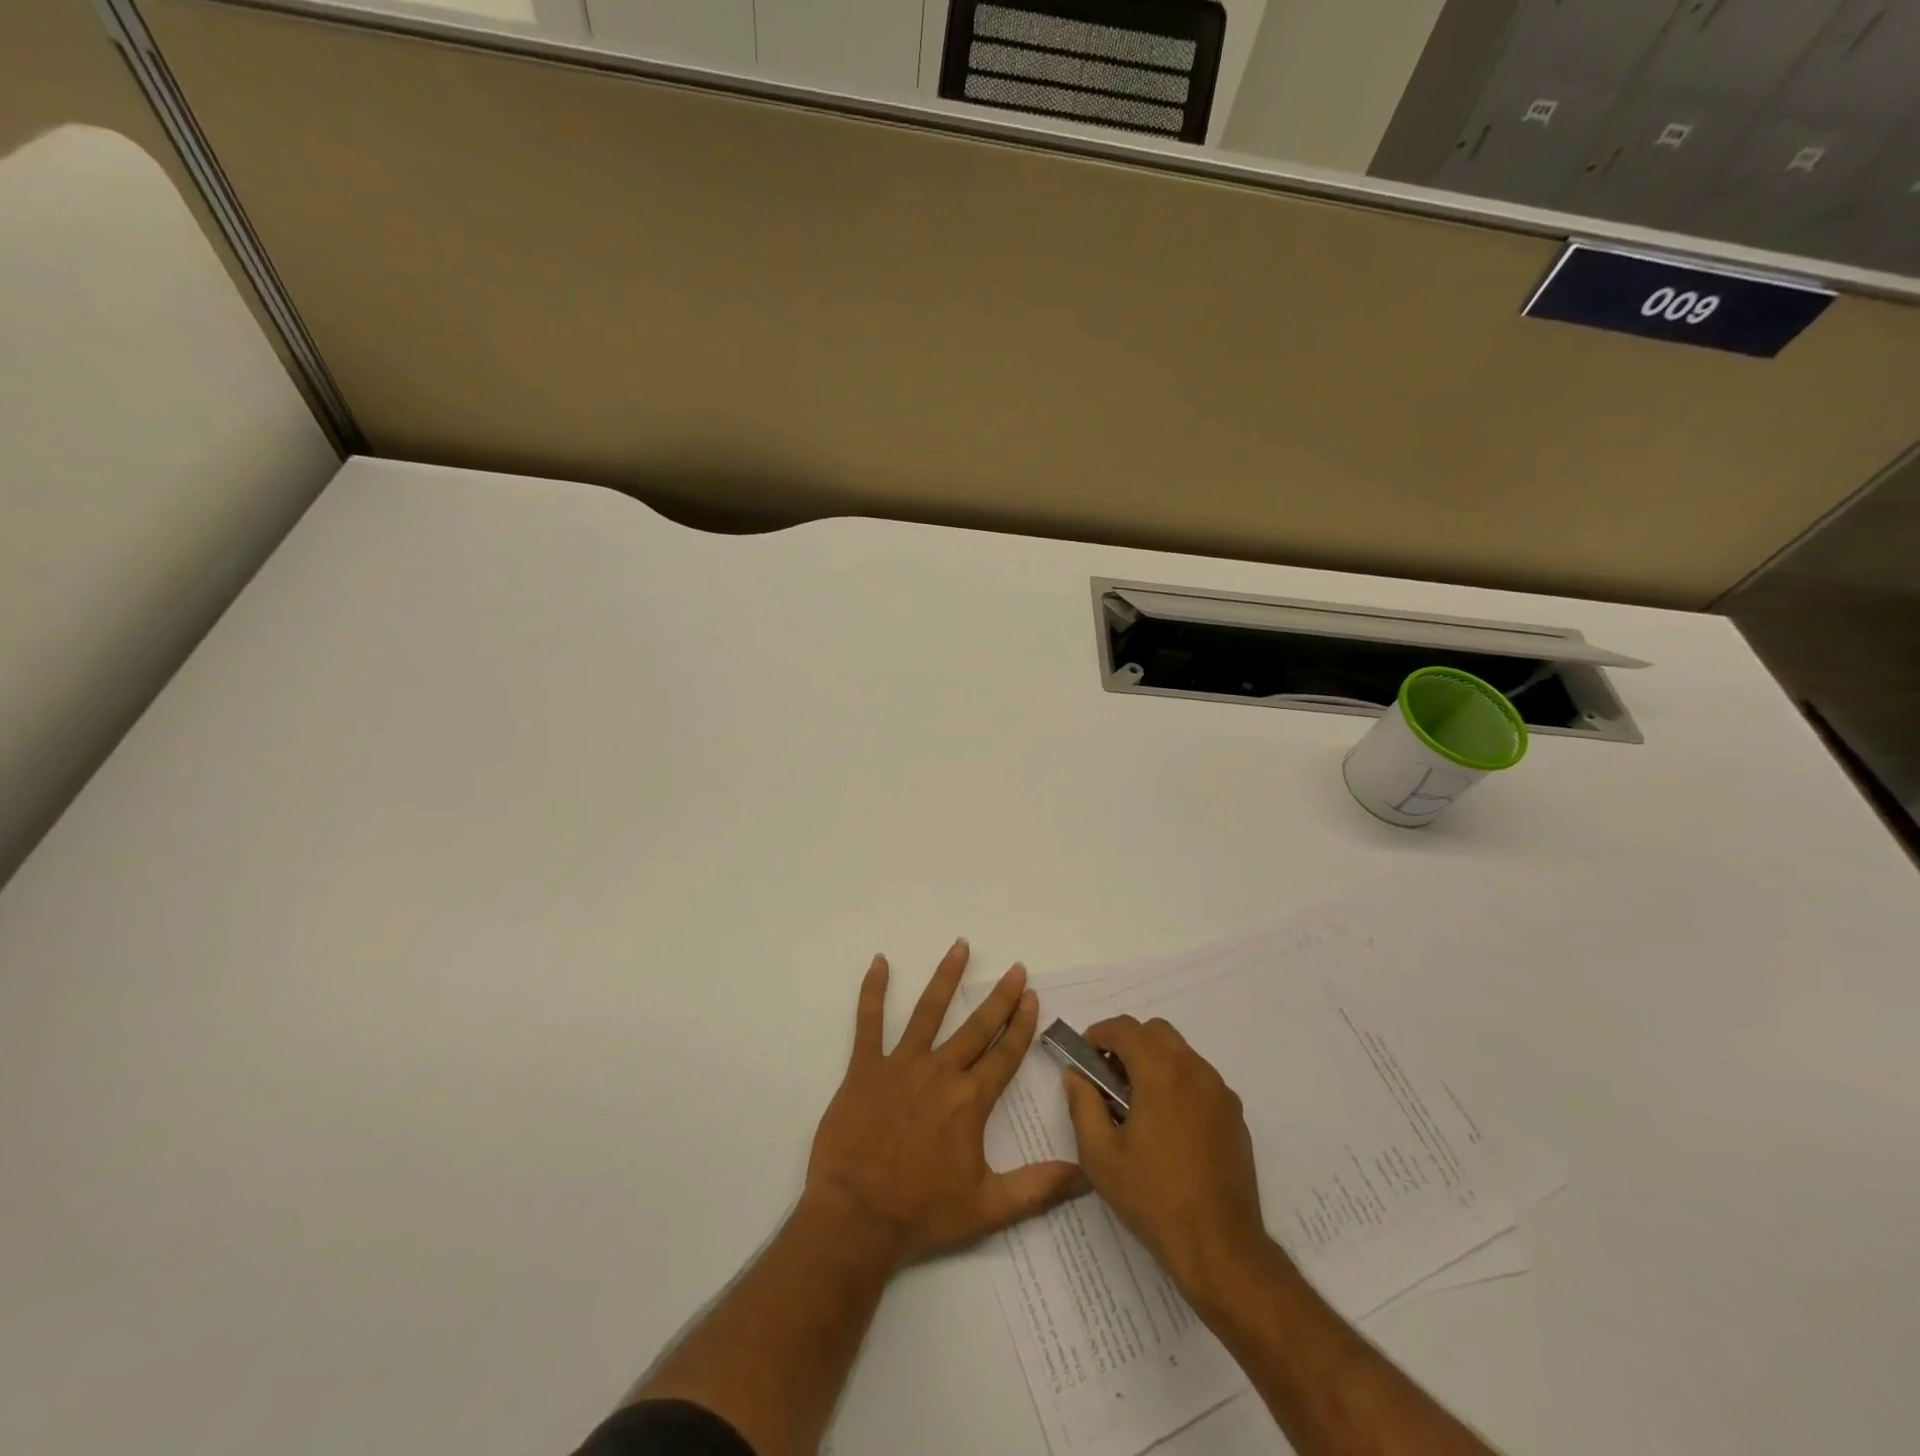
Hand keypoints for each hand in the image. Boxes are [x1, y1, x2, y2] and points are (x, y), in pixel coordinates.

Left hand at [804, 939, 1083, 1267]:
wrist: (856, 1218)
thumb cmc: (921, 1213)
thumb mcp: (988, 1209)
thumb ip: (1039, 1187)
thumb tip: (1087, 1173)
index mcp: (970, 1100)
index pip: (1005, 1054)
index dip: (1022, 1025)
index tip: (1033, 996)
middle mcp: (940, 1072)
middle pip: (977, 1026)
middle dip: (1000, 996)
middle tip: (1015, 968)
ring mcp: (900, 1065)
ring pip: (928, 1011)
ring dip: (946, 977)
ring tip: (961, 946)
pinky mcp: (864, 1068)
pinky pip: (868, 1021)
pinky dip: (873, 990)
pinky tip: (879, 962)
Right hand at [1063, 1015, 1272, 1306]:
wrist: (1221, 1248)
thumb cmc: (1153, 1199)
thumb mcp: (1100, 1156)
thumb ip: (1082, 1105)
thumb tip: (1076, 1075)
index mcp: (1161, 1074)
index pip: (1125, 1028)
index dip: (1099, 1034)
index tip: (1084, 1057)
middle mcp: (1194, 1071)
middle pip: (1156, 1032)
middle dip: (1128, 1044)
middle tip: (1109, 1079)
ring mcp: (1220, 1092)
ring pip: (1181, 1053)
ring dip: (1154, 1062)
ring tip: (1137, 1105)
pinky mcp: (1235, 1116)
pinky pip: (1200, 1080)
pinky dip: (1178, 1083)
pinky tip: (1168, 1127)